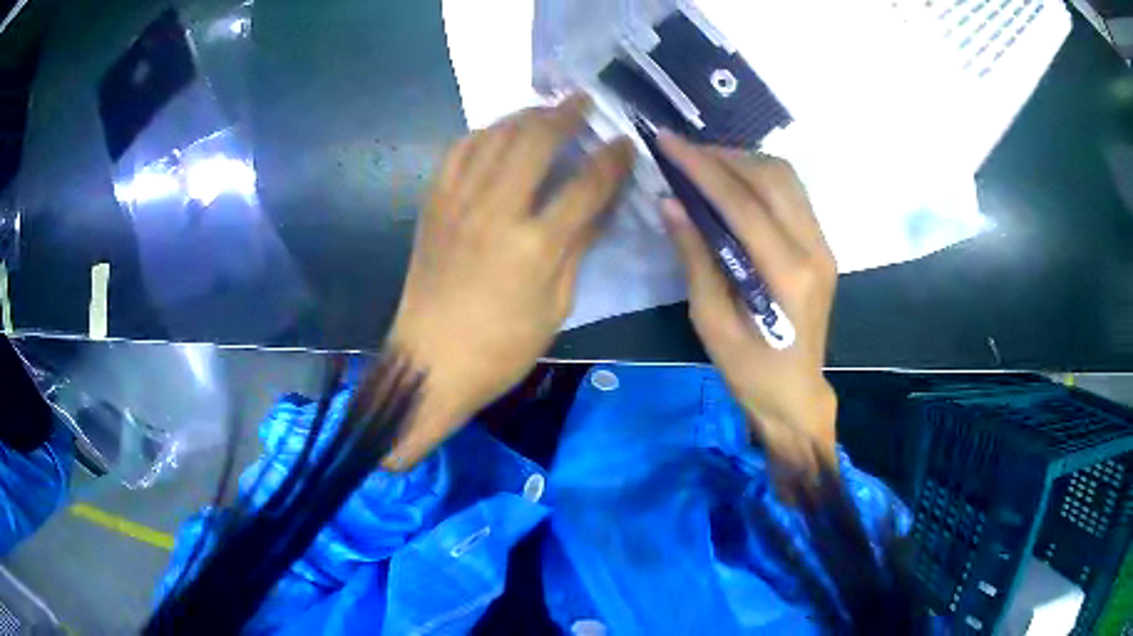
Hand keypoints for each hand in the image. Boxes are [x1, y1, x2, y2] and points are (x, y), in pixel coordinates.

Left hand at [385, 96, 634, 469]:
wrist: (430, 361)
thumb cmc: (501, 347)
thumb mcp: (556, 306)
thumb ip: (579, 248)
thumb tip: (601, 206)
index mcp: (535, 245)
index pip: (586, 185)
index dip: (612, 160)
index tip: (626, 143)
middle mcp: (496, 211)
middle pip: (535, 141)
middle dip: (565, 114)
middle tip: (582, 101)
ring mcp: (458, 202)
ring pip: (494, 137)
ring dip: (523, 116)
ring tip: (543, 110)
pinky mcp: (433, 205)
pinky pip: (457, 153)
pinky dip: (480, 134)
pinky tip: (495, 133)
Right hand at [658, 133, 837, 484]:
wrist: (795, 394)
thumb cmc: (750, 371)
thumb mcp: (711, 322)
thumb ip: (695, 257)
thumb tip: (670, 202)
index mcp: (788, 276)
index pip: (744, 204)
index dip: (702, 168)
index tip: (666, 142)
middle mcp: (814, 250)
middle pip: (772, 178)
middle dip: (723, 156)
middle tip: (682, 154)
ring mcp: (823, 246)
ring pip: (786, 179)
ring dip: (743, 162)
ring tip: (703, 165)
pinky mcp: (822, 246)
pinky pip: (792, 194)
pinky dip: (759, 178)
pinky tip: (731, 185)